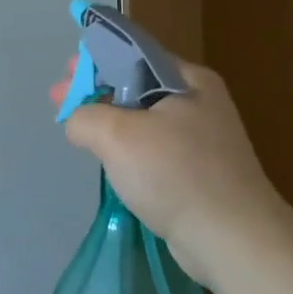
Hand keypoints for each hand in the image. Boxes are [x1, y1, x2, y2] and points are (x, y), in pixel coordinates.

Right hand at [56, 51, 292, 284]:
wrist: (233, 239)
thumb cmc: (176, 174)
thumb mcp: (117, 135)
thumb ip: (85, 116)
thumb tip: (77, 122)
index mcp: (188, 80)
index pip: (134, 54)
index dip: (94, 60)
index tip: (66, 75)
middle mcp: (199, 102)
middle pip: (136, 85)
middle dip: (95, 91)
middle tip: (60, 100)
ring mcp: (202, 139)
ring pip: (143, 118)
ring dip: (108, 120)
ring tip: (77, 131)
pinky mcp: (199, 171)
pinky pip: (153, 148)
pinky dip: (127, 148)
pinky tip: (109, 160)